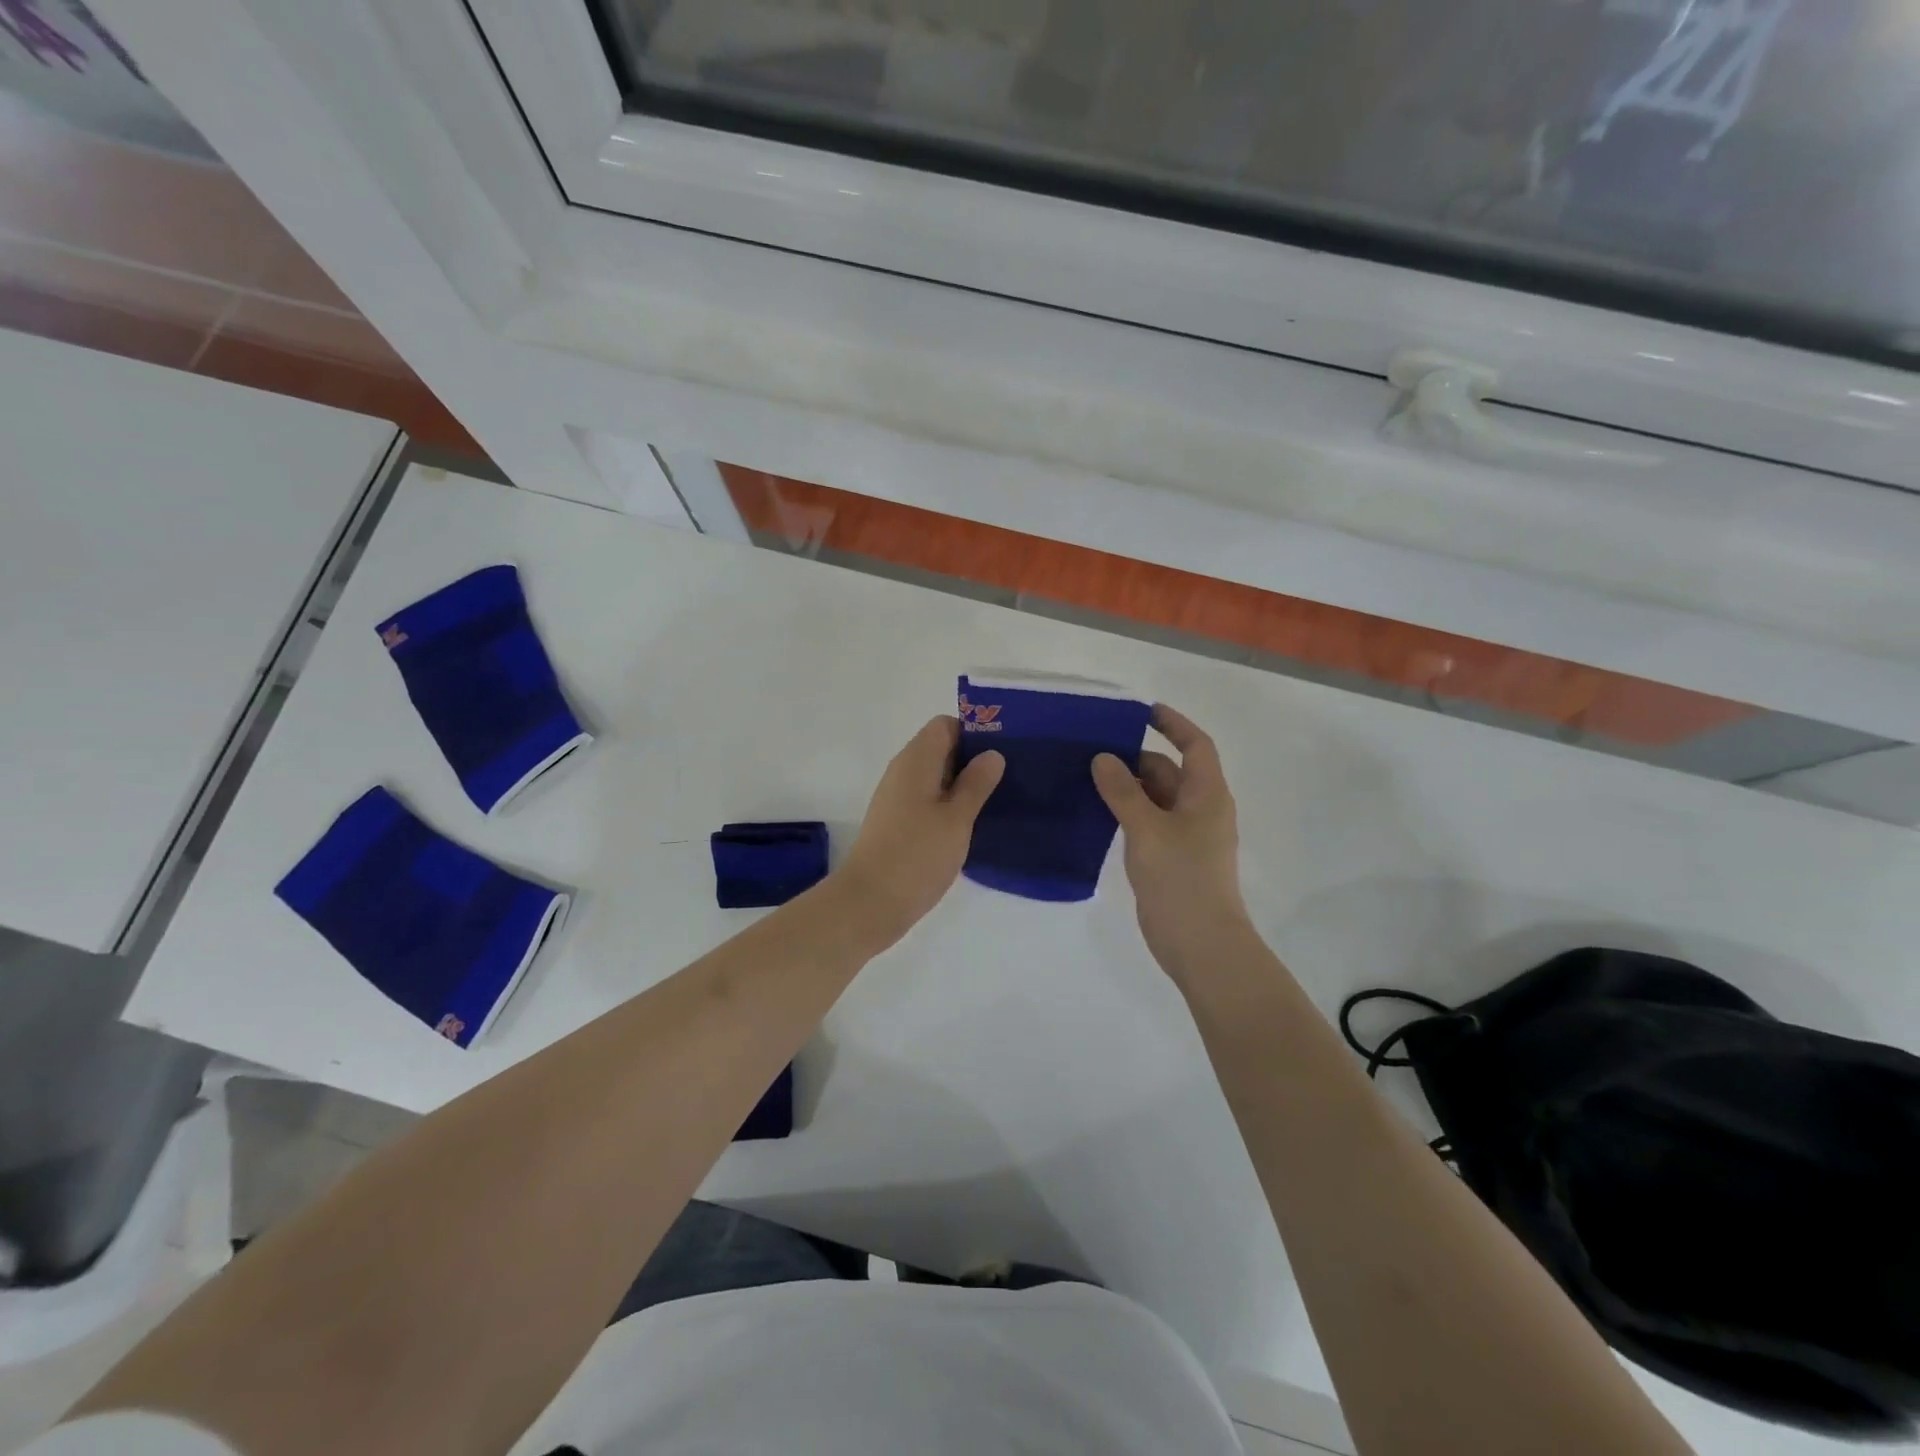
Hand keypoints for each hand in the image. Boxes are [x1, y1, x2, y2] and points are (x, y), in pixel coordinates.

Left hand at [833, 716, 1003, 944]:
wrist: (869, 903)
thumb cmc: (916, 855)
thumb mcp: (957, 818)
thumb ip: (976, 783)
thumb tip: (992, 754)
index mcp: (916, 760)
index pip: (945, 725)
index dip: (974, 733)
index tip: (1002, 753)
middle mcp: (903, 772)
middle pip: (940, 749)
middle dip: (972, 760)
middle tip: (1008, 779)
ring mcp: (897, 798)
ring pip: (935, 778)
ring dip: (962, 786)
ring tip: (996, 803)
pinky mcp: (896, 823)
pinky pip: (927, 801)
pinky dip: (948, 806)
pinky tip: (969, 827)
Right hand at [1092, 705, 1252, 981]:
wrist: (1200, 943)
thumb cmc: (1181, 878)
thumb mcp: (1147, 828)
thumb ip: (1123, 791)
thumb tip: (1103, 758)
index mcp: (1206, 794)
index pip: (1194, 744)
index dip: (1173, 723)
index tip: (1141, 711)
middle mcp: (1199, 809)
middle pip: (1169, 770)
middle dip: (1135, 757)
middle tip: (1092, 748)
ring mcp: (1185, 835)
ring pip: (1155, 798)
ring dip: (1127, 786)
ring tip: (1085, 775)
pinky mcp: (1169, 857)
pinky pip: (1147, 822)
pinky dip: (1126, 812)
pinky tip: (1095, 812)